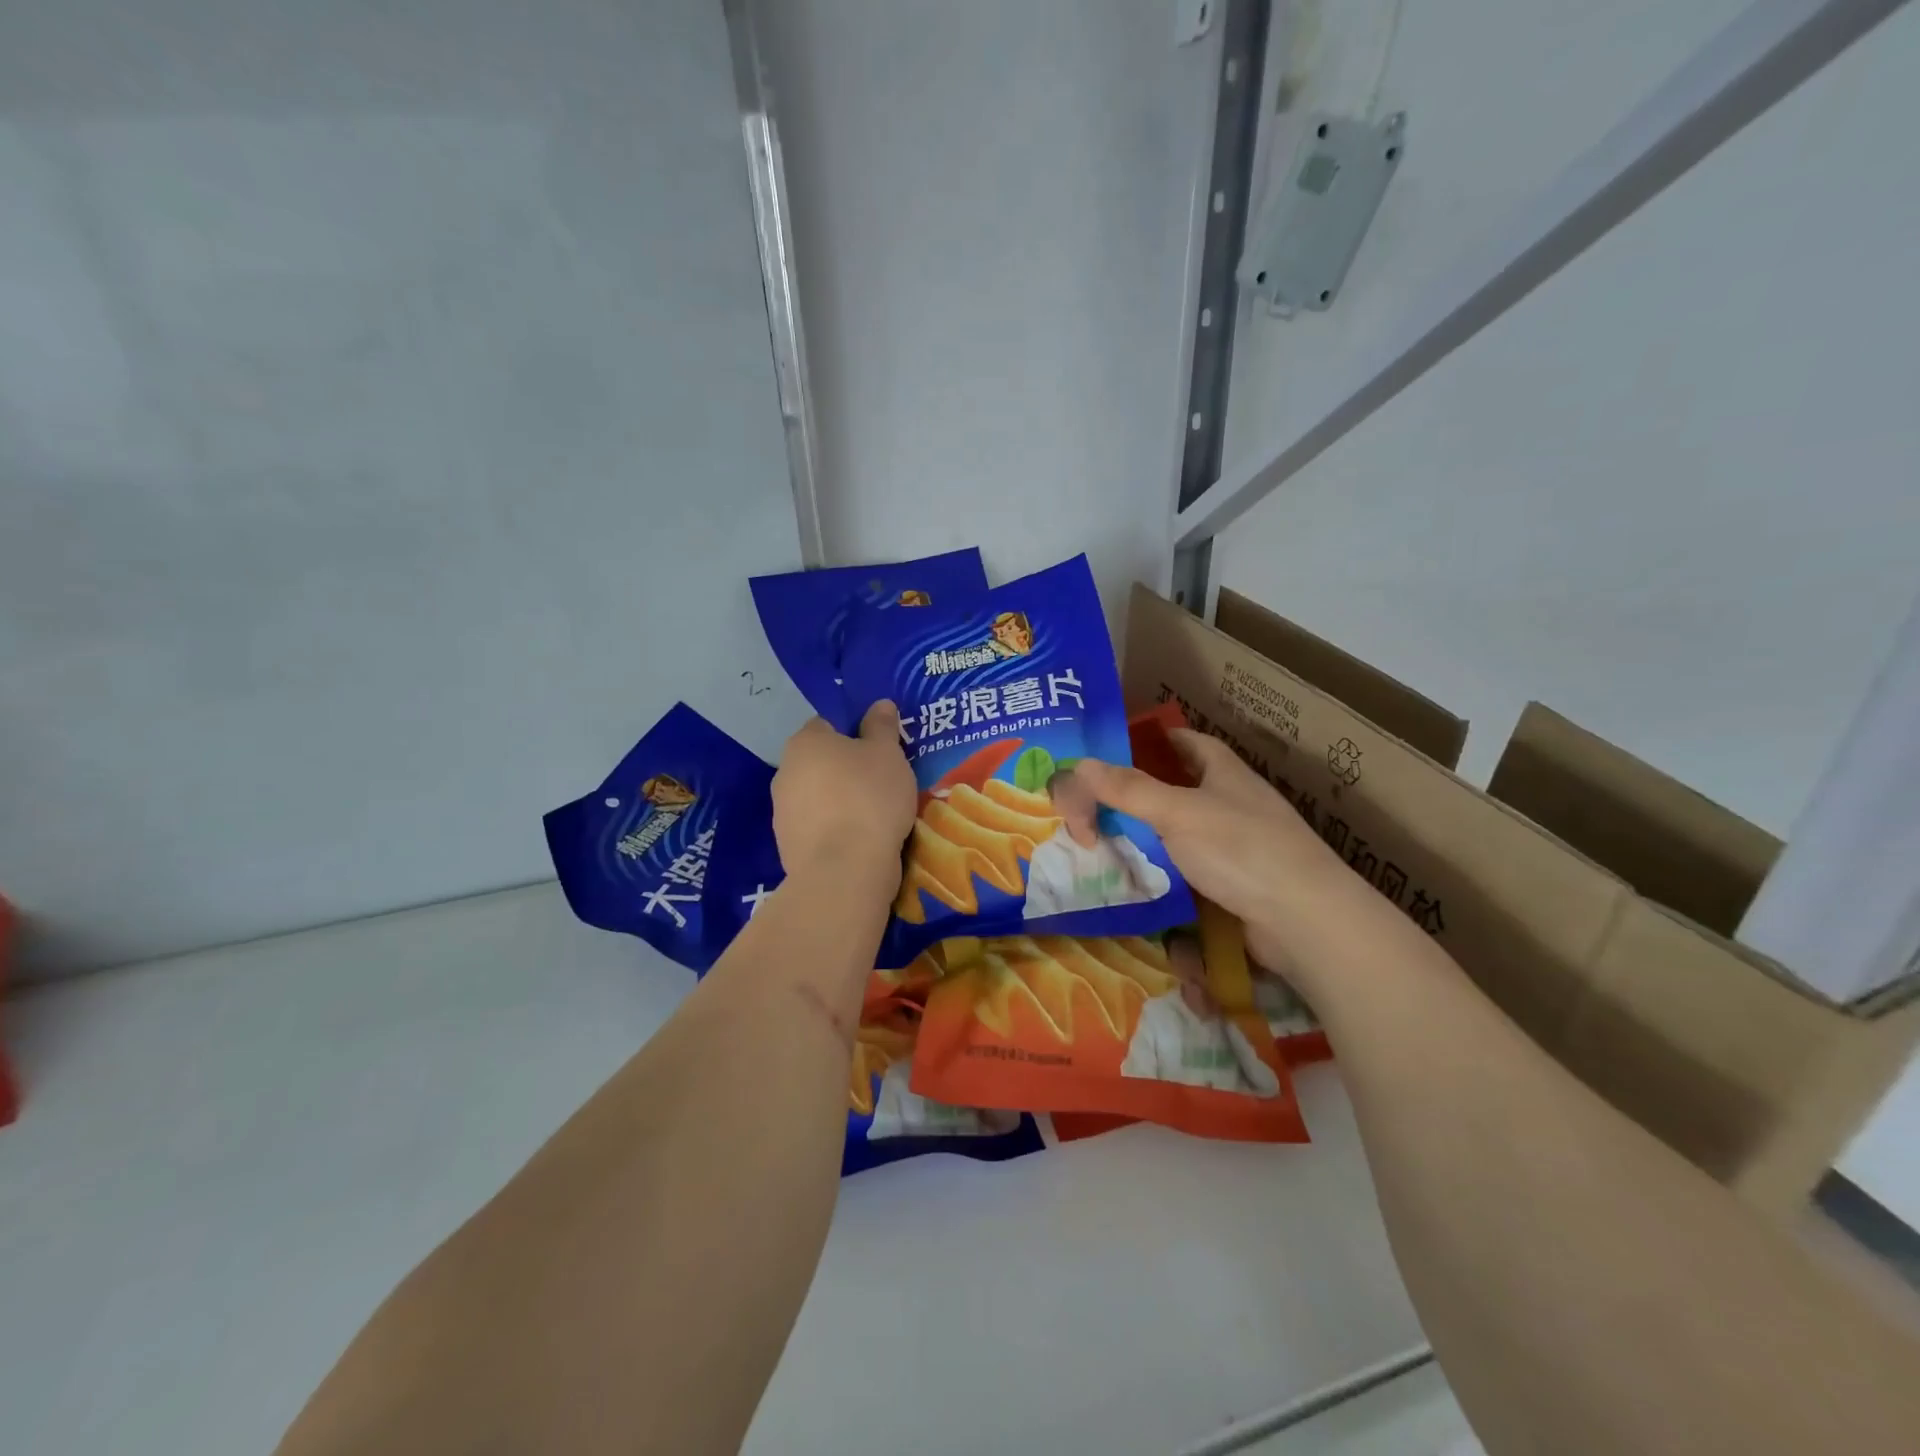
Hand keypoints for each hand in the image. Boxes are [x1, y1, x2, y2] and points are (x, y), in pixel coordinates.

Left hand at [772, 703, 915, 892]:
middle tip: (881, 782)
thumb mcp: (888, 754)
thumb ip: (882, 727)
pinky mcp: (787, 846)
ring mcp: (781, 811)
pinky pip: (816, 828)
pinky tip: (859, 841)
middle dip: (845, 769)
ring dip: (838, 801)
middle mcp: (785, 771)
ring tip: (874, 816)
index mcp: (805, 741)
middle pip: (820, 762)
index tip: (879, 751)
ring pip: (817, 796)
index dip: (854, 733)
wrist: (845, 870)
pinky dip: (834, 830)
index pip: (827, 724)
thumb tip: (879, 704)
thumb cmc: (870, 798)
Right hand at [1076, 729, 1371, 976]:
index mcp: (1223, 772)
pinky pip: (1187, 871)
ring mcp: (1235, 845)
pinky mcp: (1234, 884)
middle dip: (1136, 797)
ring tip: (1101, 845)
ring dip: (1145, 839)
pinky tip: (1136, 881)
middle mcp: (1231, 802)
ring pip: (1178, 834)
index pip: (1185, 742)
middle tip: (1091, 807)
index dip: (1152, 740)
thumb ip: (1128, 790)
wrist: (1304, 921)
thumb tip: (1078, 765)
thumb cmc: (1242, 849)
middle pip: (1175, 789)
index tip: (1113, 750)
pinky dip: (1161, 874)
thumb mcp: (1178, 812)